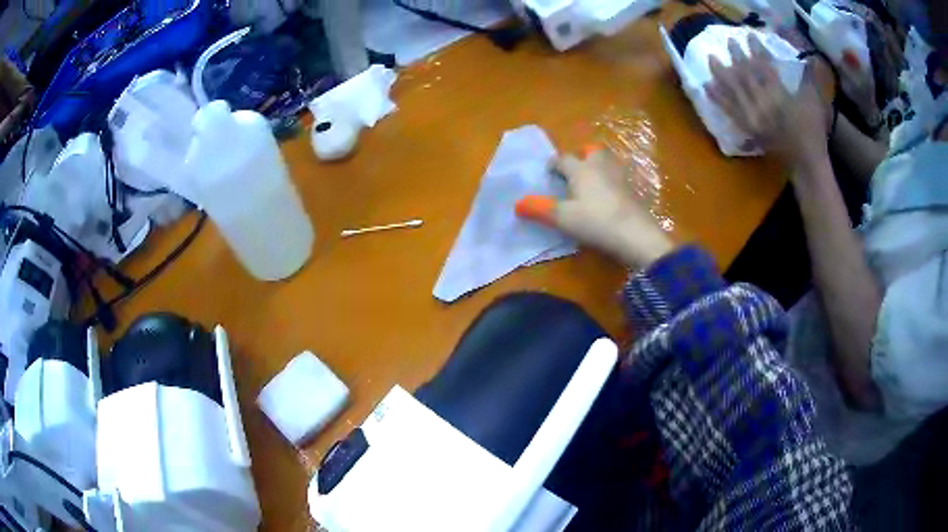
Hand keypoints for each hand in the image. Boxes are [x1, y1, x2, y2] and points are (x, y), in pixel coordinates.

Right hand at [516, 148, 673, 268]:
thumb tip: (517, 204)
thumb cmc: (595, 221)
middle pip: (591, 151)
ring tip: (592, 181)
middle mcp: (601, 166)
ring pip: (608, 162)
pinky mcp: (634, 190)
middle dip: (582, 157)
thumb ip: (539, 209)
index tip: (548, 173)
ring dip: (598, 166)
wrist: (636, 235)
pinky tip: (610, 195)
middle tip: (575, 172)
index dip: (553, 164)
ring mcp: (620, 177)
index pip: (563, 159)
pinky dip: (612, 181)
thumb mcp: (563, 218)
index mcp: (581, 169)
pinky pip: (619, 177)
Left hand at [705, 35, 830, 169]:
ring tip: (710, 59)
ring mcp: (752, 116)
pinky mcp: (748, 128)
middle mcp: (761, 103)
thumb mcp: (814, 101)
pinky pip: (728, 110)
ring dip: (720, 73)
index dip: (755, 49)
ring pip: (732, 90)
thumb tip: (810, 59)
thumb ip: (809, 78)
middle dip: (736, 55)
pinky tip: (708, 87)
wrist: (806, 162)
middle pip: (744, 74)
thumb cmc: (812, 130)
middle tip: (729, 41)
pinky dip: (717, 97)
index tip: (749, 36)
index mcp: (777, 94)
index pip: (762, 66)